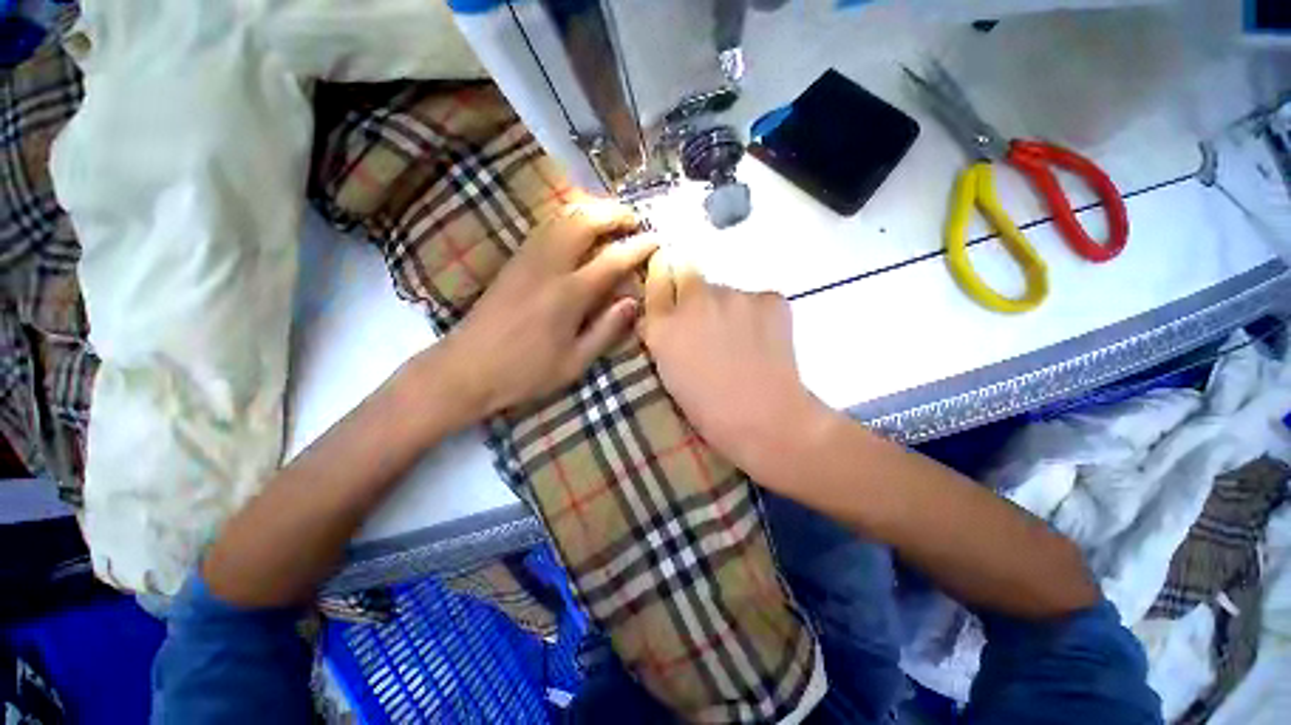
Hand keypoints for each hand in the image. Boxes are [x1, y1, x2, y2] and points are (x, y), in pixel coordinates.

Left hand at [438, 198, 656, 421]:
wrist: (466, 369)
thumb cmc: (525, 373)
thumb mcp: (574, 363)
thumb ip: (606, 330)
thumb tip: (632, 302)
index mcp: (568, 295)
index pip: (612, 260)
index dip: (637, 246)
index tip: (656, 239)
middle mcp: (548, 267)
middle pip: (583, 222)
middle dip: (612, 213)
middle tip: (633, 219)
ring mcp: (526, 260)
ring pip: (560, 218)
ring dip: (589, 210)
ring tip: (609, 218)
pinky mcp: (512, 262)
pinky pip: (545, 228)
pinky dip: (567, 219)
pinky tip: (576, 229)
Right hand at [639, 252, 832, 481]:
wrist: (765, 419)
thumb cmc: (709, 408)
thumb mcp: (669, 373)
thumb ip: (660, 336)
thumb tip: (658, 318)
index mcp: (665, 324)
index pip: (657, 280)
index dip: (665, 285)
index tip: (672, 295)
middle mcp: (695, 300)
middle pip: (690, 275)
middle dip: (693, 293)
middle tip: (708, 322)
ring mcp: (734, 295)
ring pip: (726, 291)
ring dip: (727, 308)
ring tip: (740, 341)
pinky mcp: (769, 298)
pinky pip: (756, 299)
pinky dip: (757, 315)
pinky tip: (762, 341)